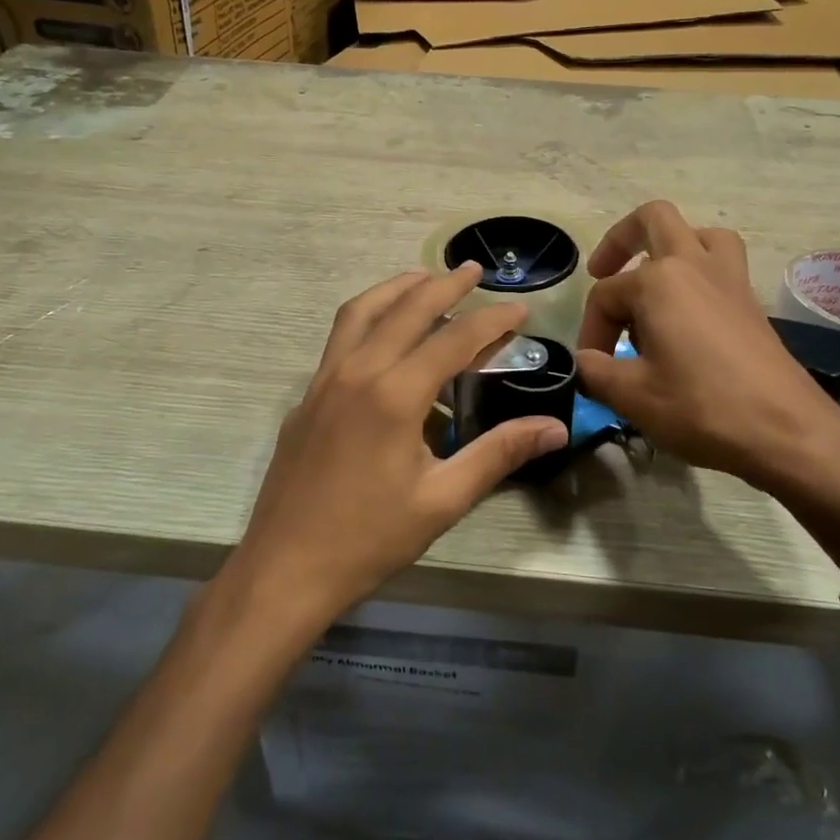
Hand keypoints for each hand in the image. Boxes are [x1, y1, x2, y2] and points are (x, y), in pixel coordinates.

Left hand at [225, 264, 568, 634]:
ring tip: (425, 279)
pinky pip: (341, 337)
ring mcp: (324, 380)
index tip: (521, 309)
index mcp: (395, 394)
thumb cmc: (369, 539)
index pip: (454, 339)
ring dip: (397, 288)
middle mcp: (358, 372)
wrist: (284, 569)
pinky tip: (384, 335)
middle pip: (406, 309)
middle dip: (444, 284)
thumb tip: (555, 427)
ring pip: (362, 311)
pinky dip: (369, 316)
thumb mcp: (443, 500)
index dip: (492, 320)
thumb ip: (498, 454)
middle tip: (474, 270)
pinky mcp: (306, 396)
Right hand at [575, 202, 839, 528]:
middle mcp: (694, 264)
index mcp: (658, 280)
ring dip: (670, 248)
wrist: (786, 431)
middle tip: (603, 272)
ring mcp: (729, 279)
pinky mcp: (751, 301)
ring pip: (698, 234)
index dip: (591, 330)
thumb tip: (582, 362)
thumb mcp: (632, 396)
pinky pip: (720, 264)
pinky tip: (685, 317)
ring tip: (653, 286)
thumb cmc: (702, 407)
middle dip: (620, 240)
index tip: (593, 366)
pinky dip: (698, 274)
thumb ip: (594, 371)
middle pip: (653, 219)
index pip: (605, 295)